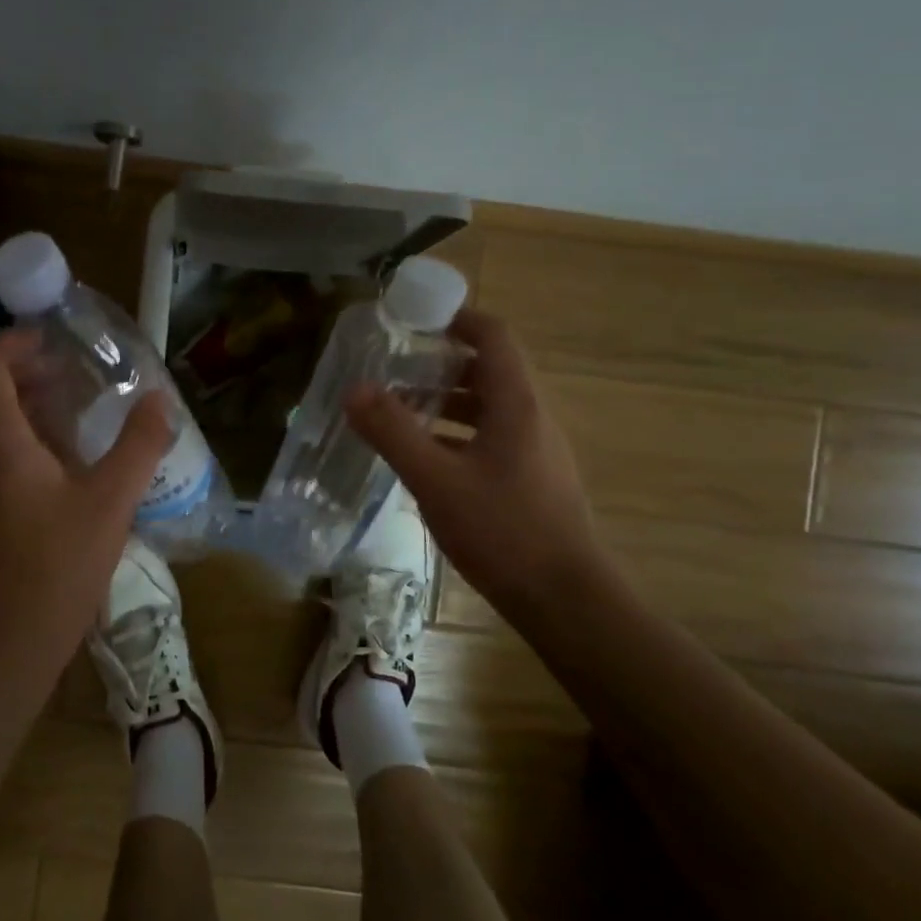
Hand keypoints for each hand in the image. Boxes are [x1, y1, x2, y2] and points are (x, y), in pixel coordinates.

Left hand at [0, 329, 173, 705]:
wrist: (5, 647)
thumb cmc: (57, 567)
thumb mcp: (111, 501)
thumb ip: (139, 445)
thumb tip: (160, 400)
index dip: (14, 343)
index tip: (53, 339)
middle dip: (25, 372)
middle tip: (73, 371)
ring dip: (23, 407)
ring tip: (72, 410)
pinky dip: (18, 440)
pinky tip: (60, 465)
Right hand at [347, 308, 600, 617]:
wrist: (566, 601)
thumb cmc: (503, 531)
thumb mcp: (436, 480)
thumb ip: (393, 432)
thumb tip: (354, 389)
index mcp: (516, 404)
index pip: (493, 336)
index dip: (456, 319)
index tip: (414, 320)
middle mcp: (532, 418)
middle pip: (488, 370)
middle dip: (439, 364)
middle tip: (394, 369)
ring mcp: (536, 451)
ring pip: (488, 407)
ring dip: (445, 401)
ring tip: (399, 412)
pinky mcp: (532, 480)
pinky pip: (491, 438)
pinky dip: (457, 434)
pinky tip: (426, 459)